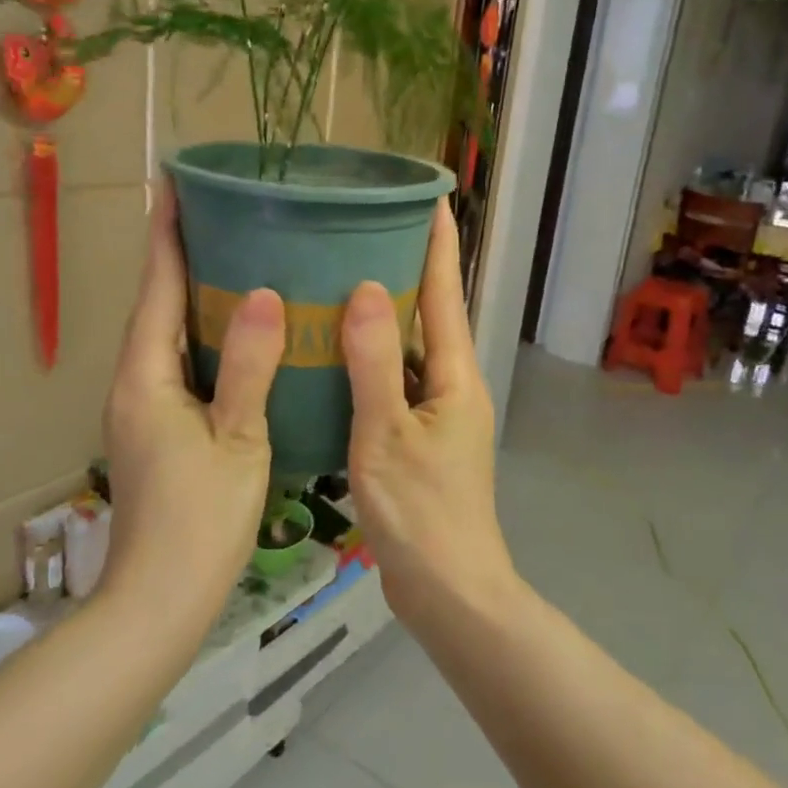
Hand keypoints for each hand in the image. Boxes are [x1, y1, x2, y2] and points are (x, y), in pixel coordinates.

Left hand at [101, 182, 285, 623]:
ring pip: (170, 335)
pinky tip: (242, 335)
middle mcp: (136, 382)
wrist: (159, 597)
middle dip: (184, 255)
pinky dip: (206, 336)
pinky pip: (181, 363)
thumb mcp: (238, 440)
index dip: (168, 234)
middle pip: (159, 304)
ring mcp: (144, 407)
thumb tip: (265, 294)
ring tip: (238, 258)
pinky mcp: (159, 429)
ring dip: (195, 294)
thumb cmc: (199, 519)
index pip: (158, 287)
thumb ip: (251, 367)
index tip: (177, 182)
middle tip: (226, 213)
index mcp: (147, 376)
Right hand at [341, 201, 516, 626]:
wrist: (447, 591)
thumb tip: (368, 286)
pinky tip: (331, 355)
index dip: (439, 242)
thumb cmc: (420, 513)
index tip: (428, 196)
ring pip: (408, 351)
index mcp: (455, 375)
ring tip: (338, 279)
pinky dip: (369, 362)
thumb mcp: (386, 433)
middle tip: (362, 229)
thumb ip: (376, 361)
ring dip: (383, 317)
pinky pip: (393, 384)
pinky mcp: (418, 440)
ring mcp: (436, 415)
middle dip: (406, 270)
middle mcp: (452, 386)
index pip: (447, 292)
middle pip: (430, 316)